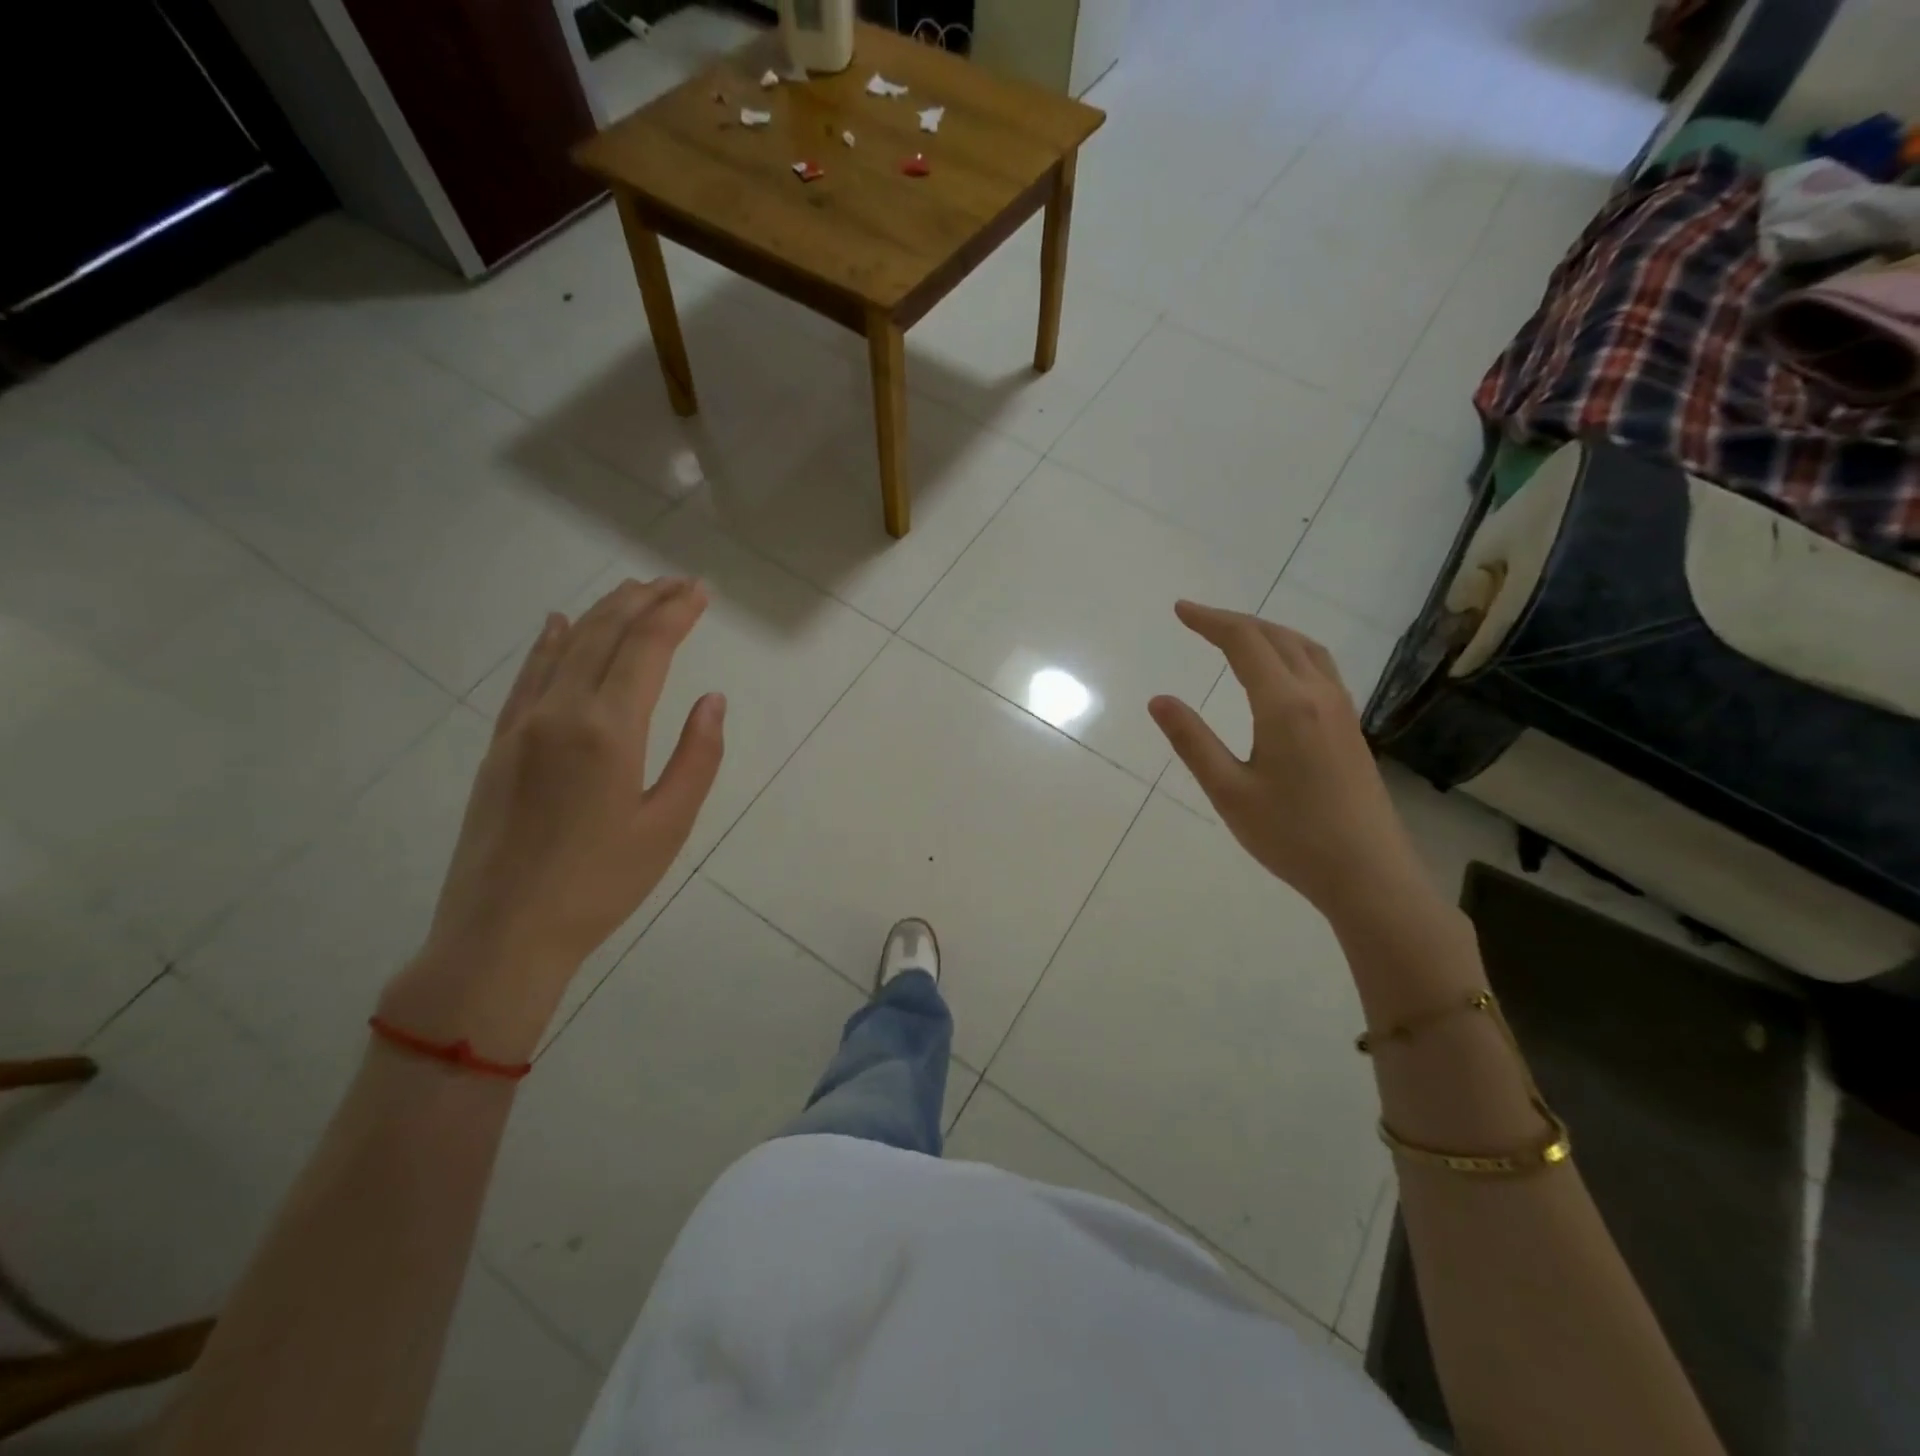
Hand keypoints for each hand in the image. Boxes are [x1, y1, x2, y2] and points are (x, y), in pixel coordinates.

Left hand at [380, 579, 724, 1060]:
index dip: (676, 612)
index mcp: (609, 730)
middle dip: (644, 601)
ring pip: (565, 647)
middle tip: (676, 583)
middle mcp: (562, 712)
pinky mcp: (498, 744)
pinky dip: (548, 643)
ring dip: (602, 612)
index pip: (647, 648)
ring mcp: (522, 725)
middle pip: (605, 634)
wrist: (502, 933)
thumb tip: (711, 700)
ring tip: (632, 590)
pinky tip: (558, 624)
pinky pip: (527, 676)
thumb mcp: (669, 826)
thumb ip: (697, 757)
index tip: (701, 591)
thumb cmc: (601, 885)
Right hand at [1148, 600, 1426, 925]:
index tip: (1180, 611)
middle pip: (1277, 637)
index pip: (1245, 643)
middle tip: (1198, 620)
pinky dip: (1290, 651)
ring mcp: (1341, 710)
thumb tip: (1159, 700)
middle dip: (1235, 622)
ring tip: (1236, 636)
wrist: (1368, 874)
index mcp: (1285, 705)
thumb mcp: (1228, 792)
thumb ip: (1192, 741)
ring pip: (1305, 648)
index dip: (1210, 621)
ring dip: (1267, 632)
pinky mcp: (1350, 728)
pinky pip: (1319, 668)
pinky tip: (1279, 672)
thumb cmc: (1291, 836)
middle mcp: (1318, 695)